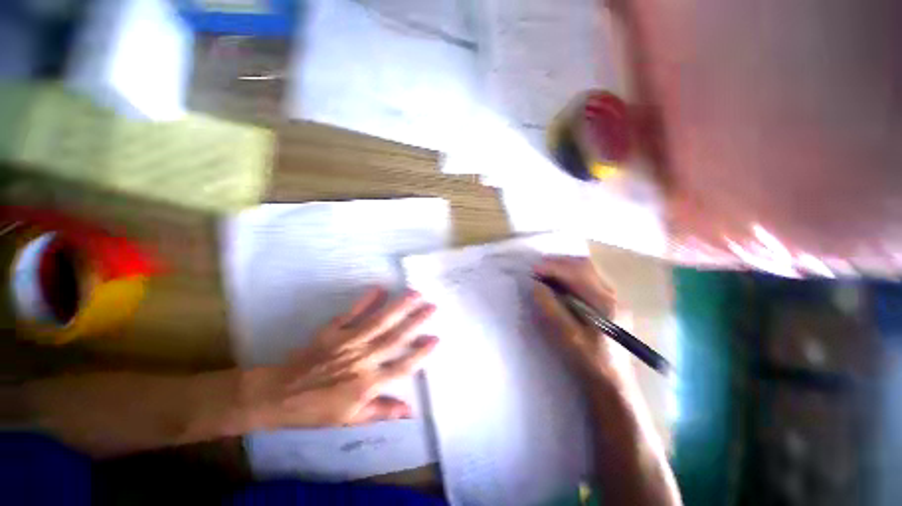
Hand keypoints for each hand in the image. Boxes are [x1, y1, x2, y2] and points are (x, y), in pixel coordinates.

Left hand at [243, 288, 437, 428]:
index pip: (401, 367)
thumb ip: (382, 411)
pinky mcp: (333, 332)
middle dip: (416, 321)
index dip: (420, 354)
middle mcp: (361, 360)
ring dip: (398, 307)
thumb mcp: (350, 419)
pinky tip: (379, 289)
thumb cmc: (317, 409)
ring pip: (378, 322)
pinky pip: (352, 314)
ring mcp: (347, 343)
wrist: (279, 395)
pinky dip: (366, 301)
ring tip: (414, 293)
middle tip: (432, 306)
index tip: (436, 338)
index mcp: (367, 384)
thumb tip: (411, 411)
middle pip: (394, 338)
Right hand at [533, 256, 619, 381]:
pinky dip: (570, 275)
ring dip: (564, 267)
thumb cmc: (591, 361)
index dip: (553, 268)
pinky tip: (559, 282)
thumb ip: (551, 309)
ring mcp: (613, 297)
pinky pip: (588, 278)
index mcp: (604, 303)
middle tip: (537, 268)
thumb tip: (537, 286)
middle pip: (584, 266)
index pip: (577, 273)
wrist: (614, 382)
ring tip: (545, 272)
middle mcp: (612, 294)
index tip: (533, 269)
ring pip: (587, 270)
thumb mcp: (568, 337)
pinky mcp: (609, 302)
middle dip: (558, 263)